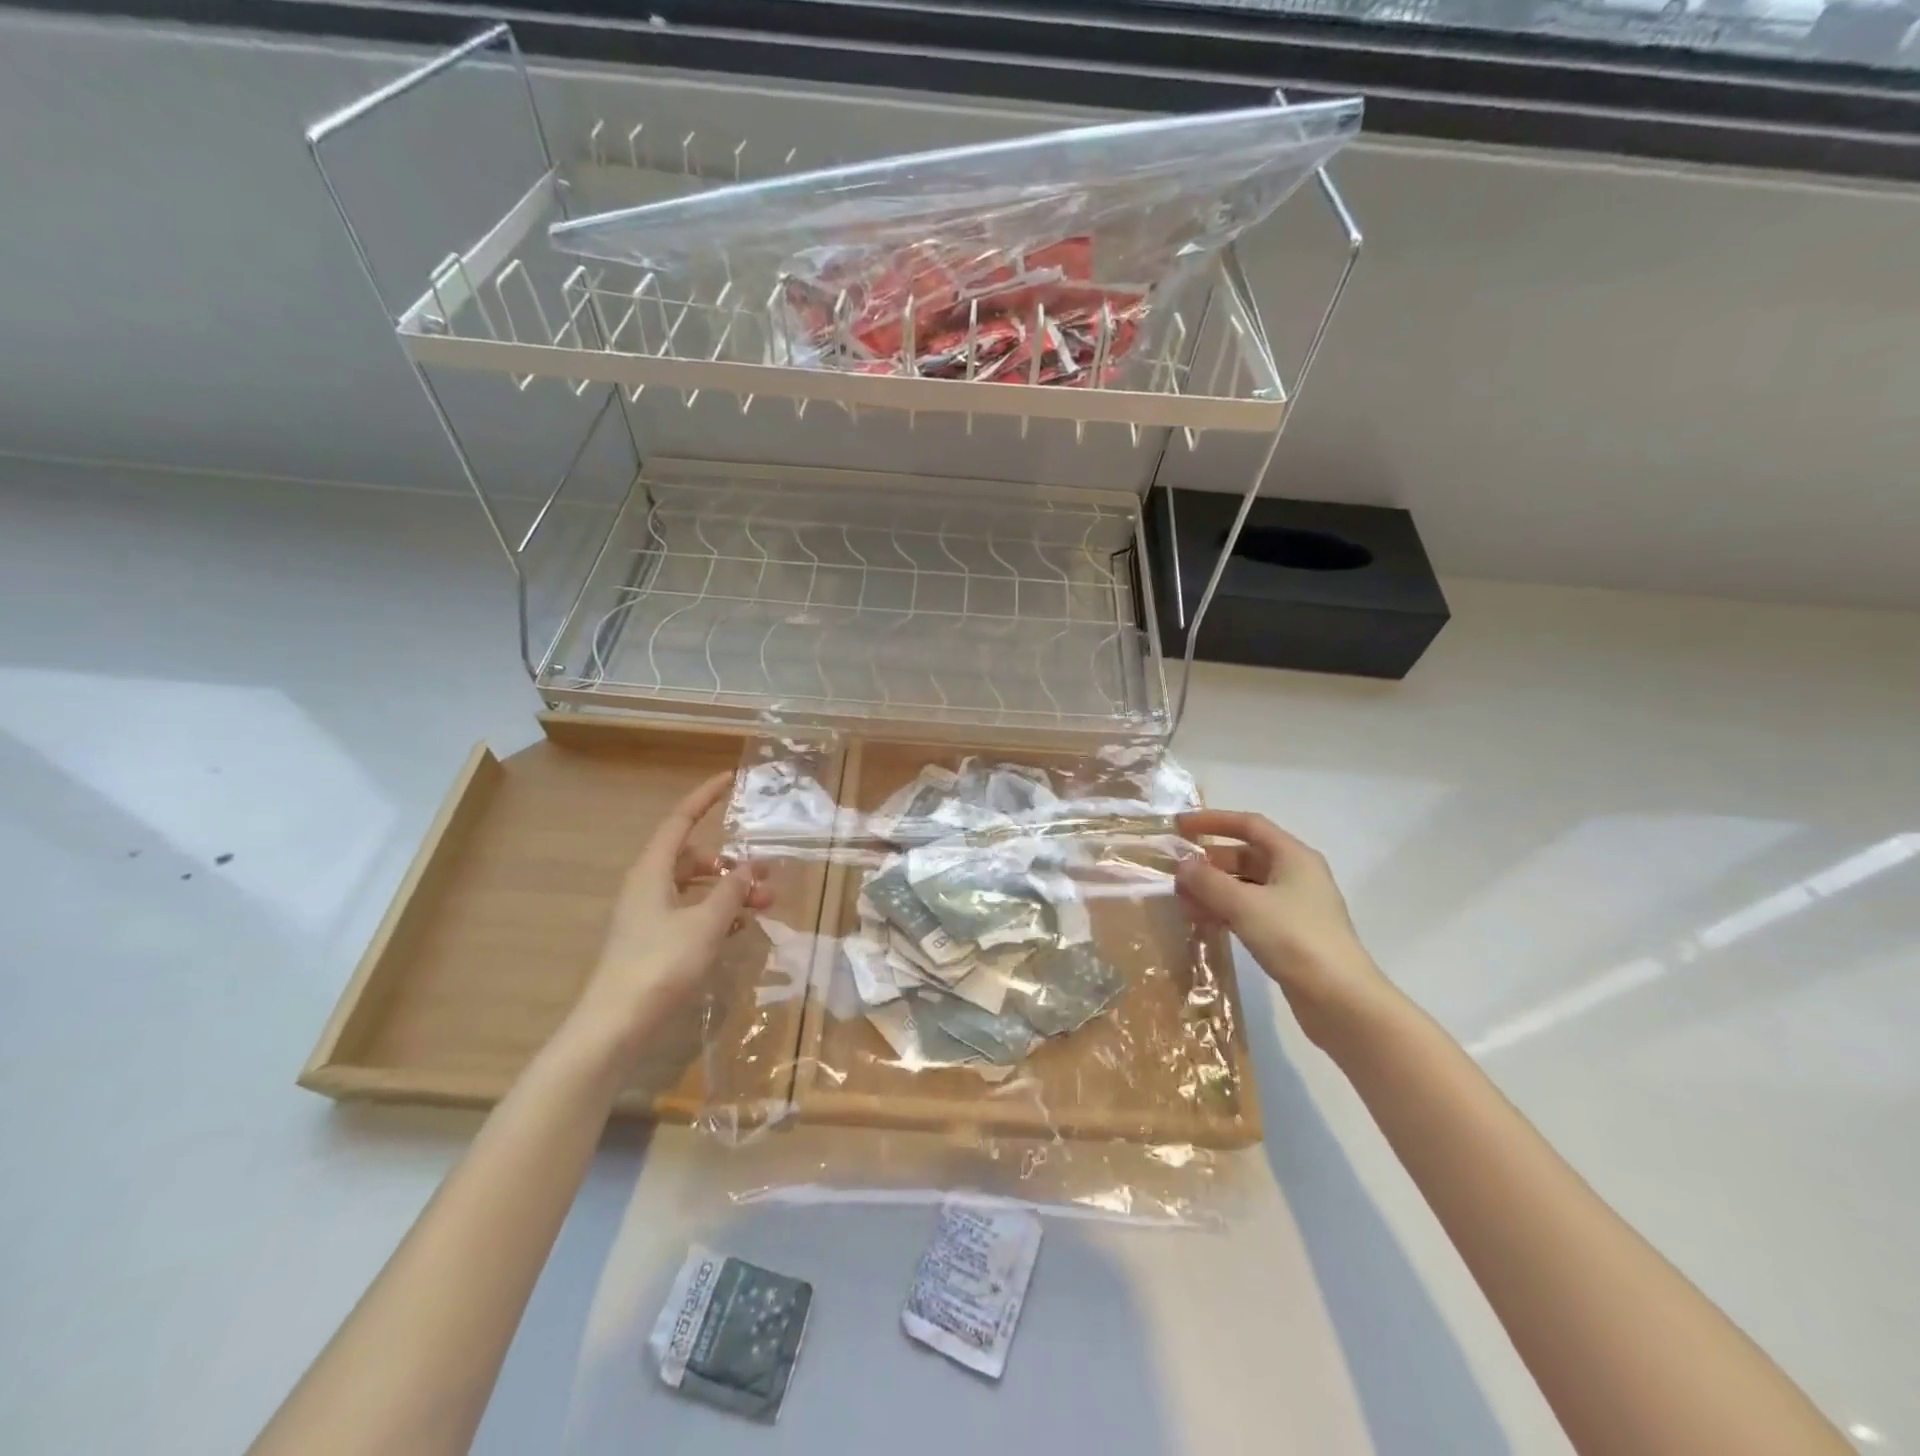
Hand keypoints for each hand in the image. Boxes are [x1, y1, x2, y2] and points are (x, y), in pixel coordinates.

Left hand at [567, 772, 771, 1057]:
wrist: (616, 1026)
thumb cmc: (660, 964)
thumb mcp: (706, 923)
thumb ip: (731, 891)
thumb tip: (748, 868)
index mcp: (653, 871)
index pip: (681, 820)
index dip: (705, 798)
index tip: (731, 779)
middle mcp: (648, 886)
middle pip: (694, 858)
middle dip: (732, 862)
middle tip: (767, 876)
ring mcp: (649, 916)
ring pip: (696, 888)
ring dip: (729, 892)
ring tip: (764, 908)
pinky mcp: (653, 943)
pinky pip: (691, 913)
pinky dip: (716, 914)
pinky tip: (740, 930)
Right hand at [1175, 809, 1395, 1046]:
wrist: (1341, 1000)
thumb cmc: (1294, 939)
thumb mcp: (1244, 905)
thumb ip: (1208, 881)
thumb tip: (1183, 865)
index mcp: (1293, 856)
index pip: (1249, 824)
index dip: (1213, 821)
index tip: (1180, 827)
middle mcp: (1296, 874)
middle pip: (1245, 856)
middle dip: (1209, 862)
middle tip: (1176, 873)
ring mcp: (1295, 906)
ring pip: (1246, 886)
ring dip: (1214, 889)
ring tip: (1183, 901)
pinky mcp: (1291, 934)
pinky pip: (1251, 911)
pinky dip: (1226, 910)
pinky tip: (1204, 922)